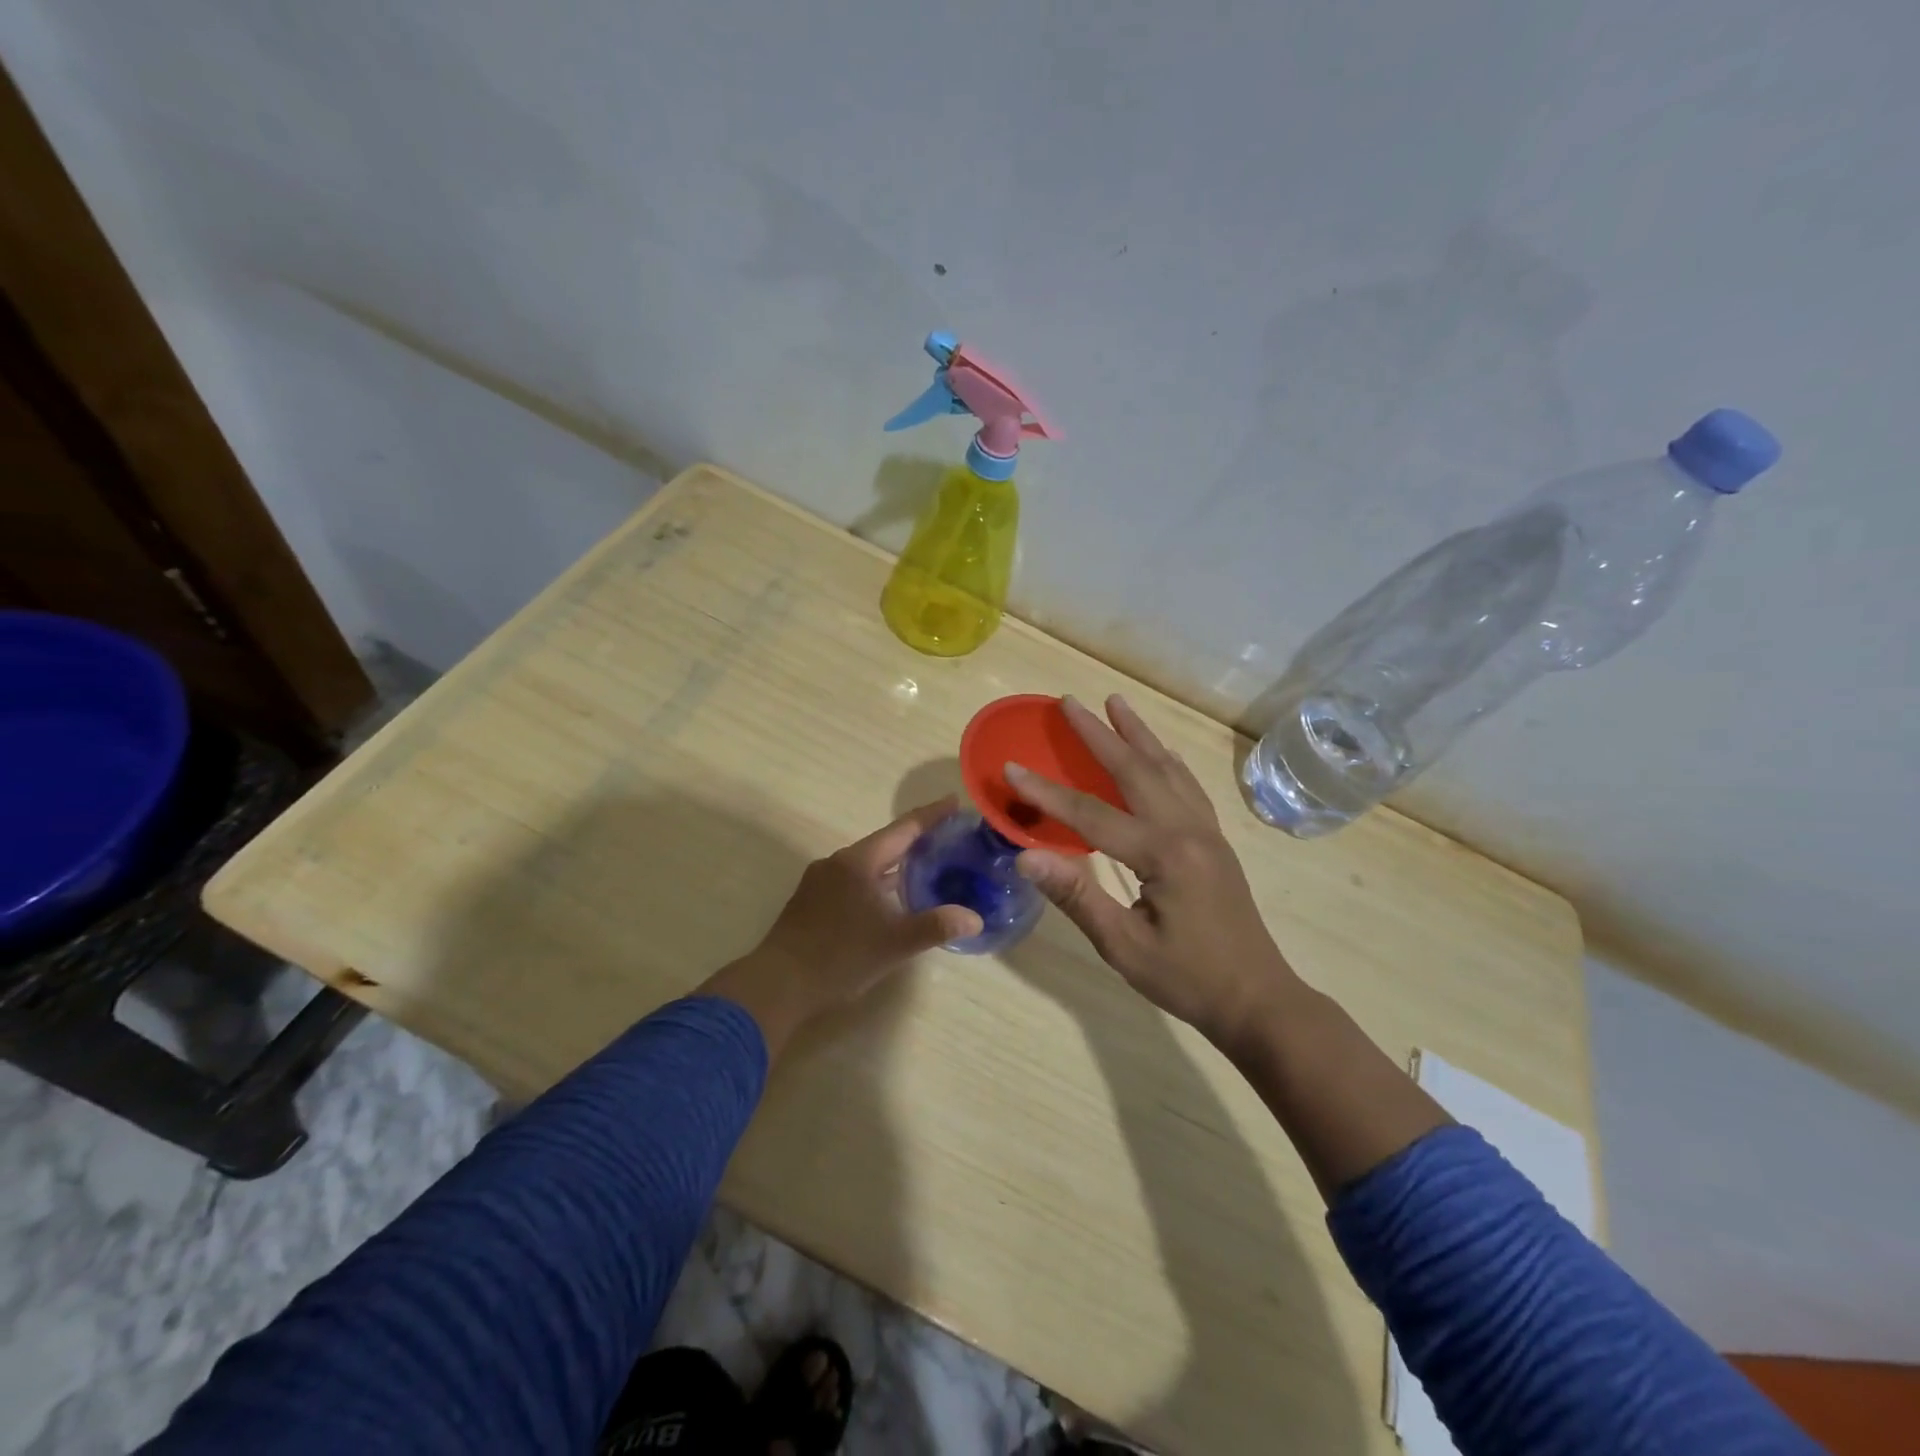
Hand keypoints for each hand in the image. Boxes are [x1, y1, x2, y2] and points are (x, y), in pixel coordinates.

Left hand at [699, 798, 982, 1055]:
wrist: (778, 984)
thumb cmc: (839, 956)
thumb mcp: (894, 943)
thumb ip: (935, 927)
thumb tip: (974, 919)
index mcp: (859, 862)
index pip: (903, 829)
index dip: (931, 816)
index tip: (954, 801)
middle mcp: (838, 862)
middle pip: (885, 843)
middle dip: (916, 839)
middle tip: (947, 837)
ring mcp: (821, 881)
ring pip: (867, 863)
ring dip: (895, 862)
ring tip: (925, 866)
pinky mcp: (812, 900)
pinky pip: (853, 879)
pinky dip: (877, 880)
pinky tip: (889, 898)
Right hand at [1008, 695, 1302, 1044]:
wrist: (1257, 999)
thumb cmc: (1187, 978)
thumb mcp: (1124, 946)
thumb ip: (1076, 896)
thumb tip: (1025, 858)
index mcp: (1163, 854)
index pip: (1091, 814)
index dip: (1046, 792)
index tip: (1011, 767)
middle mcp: (1187, 830)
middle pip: (1135, 770)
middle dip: (1099, 734)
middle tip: (1069, 701)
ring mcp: (1206, 832)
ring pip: (1167, 769)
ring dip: (1139, 734)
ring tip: (1116, 703)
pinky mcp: (1214, 841)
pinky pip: (1187, 786)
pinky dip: (1167, 760)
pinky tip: (1160, 752)